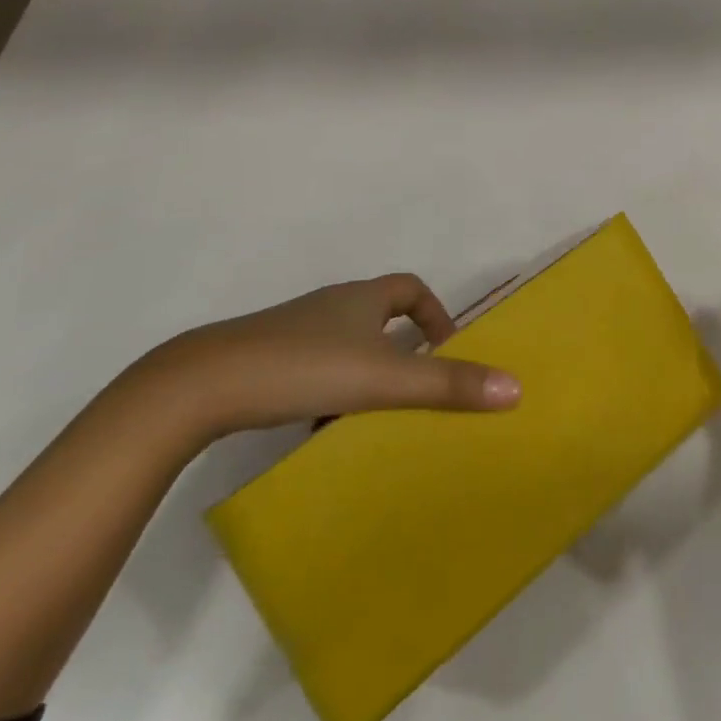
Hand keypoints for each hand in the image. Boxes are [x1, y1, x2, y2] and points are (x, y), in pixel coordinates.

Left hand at [135, 274, 521, 444]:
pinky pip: (315, 371)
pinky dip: (330, 394)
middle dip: (402, 351)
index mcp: (361, 298)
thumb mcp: (383, 379)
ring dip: (366, 376)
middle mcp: (331, 307)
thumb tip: (515, 387)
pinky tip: (322, 431)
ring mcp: (295, 332)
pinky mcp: (268, 360)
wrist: (205, 383)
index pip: (410, 289)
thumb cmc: (305, 366)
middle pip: (379, 318)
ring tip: (375, 418)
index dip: (435, 314)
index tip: (445, 351)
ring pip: (345, 347)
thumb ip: (447, 385)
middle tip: (416, 391)